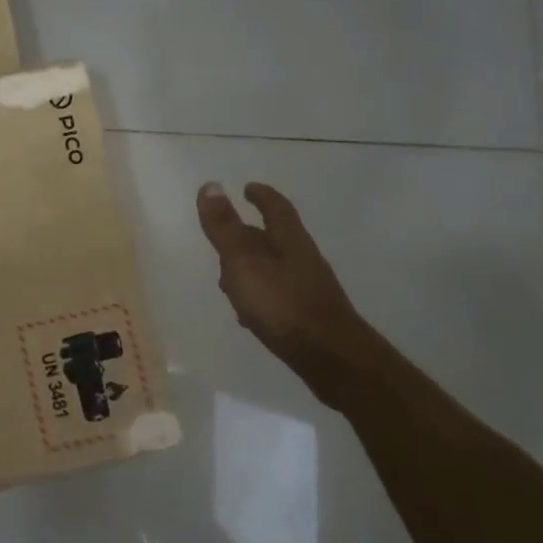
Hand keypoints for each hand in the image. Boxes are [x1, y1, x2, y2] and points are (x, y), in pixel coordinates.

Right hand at [196, 180, 366, 386]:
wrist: (330, 357)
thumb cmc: (282, 303)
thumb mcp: (243, 261)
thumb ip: (224, 227)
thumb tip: (211, 185)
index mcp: (289, 241)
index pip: (275, 208)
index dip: (261, 196)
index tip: (248, 187)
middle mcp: (302, 260)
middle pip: (274, 239)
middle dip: (250, 234)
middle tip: (225, 234)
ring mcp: (308, 290)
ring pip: (274, 270)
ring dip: (251, 268)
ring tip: (227, 277)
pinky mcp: (307, 317)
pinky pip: (277, 297)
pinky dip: (259, 297)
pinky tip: (247, 313)